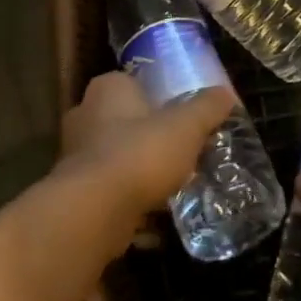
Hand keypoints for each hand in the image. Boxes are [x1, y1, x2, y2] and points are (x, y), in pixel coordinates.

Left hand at [58, 72, 233, 228]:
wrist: (94, 212)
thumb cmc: (140, 153)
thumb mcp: (186, 126)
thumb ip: (206, 108)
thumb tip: (225, 94)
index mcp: (108, 88)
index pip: (133, 83)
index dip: (158, 98)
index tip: (180, 116)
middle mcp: (85, 114)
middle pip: (124, 120)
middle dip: (148, 135)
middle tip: (179, 150)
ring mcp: (75, 155)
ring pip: (116, 156)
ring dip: (138, 169)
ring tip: (170, 184)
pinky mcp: (75, 193)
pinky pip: (109, 191)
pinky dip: (128, 200)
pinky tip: (153, 217)